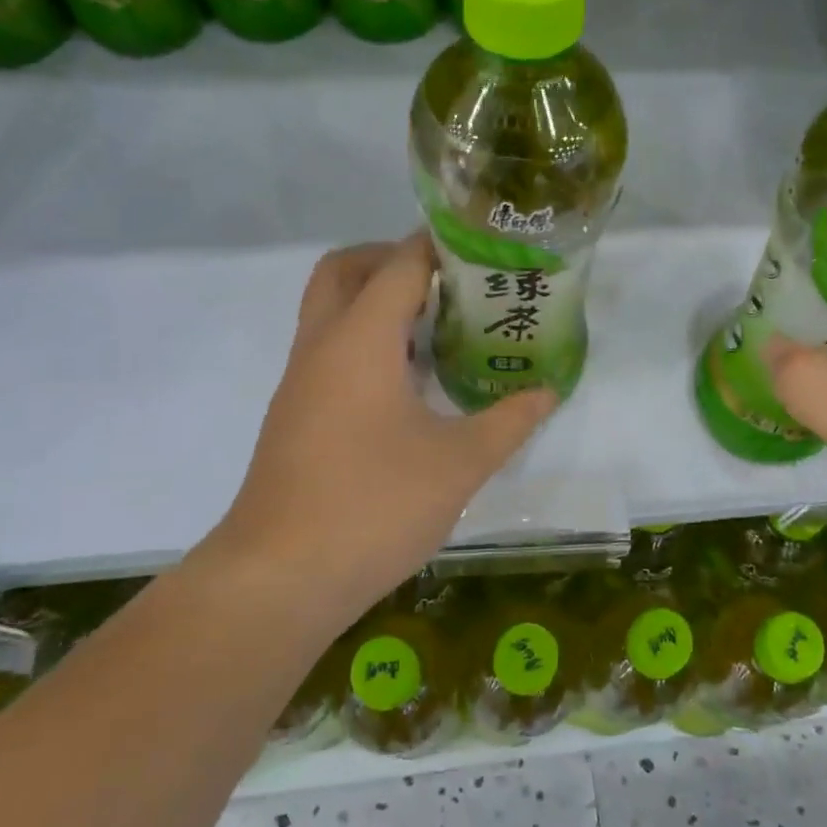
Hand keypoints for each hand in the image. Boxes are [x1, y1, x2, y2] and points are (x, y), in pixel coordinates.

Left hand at [215, 234, 556, 624]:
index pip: (400, 264)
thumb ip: (509, 421)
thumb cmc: (373, 507)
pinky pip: (330, 350)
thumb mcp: (460, 464)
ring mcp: (301, 381)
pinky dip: (366, 342)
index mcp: (360, 340)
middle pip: (346, 269)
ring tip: (439, 327)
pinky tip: (410, 383)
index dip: (441, 246)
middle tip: (447, 281)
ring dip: (378, 302)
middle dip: (393, 260)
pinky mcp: (296, 414)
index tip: (483, 248)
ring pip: (331, 310)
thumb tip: (547, 392)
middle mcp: (322, 346)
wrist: (279, 579)